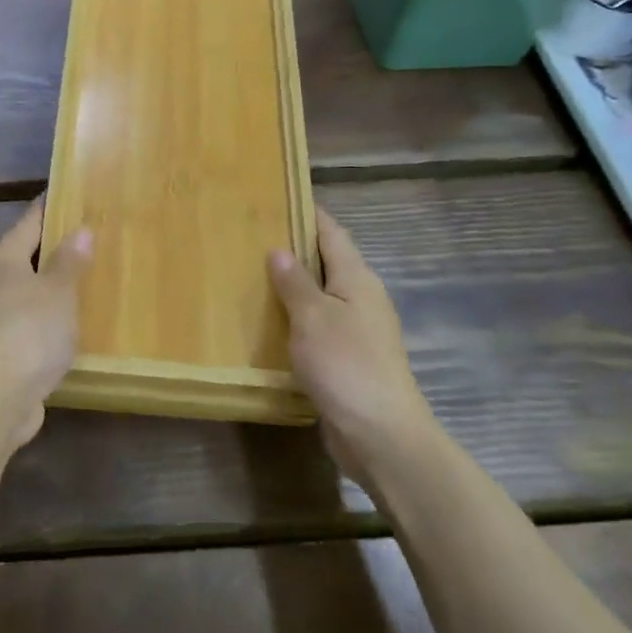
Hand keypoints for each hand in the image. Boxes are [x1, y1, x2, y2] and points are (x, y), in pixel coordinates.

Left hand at [0, 198, 92, 448]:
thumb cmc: (28, 331)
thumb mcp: (58, 292)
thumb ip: (70, 261)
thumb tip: (80, 230)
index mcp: (1, 258)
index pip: (30, 221)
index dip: (51, 208)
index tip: (72, 194)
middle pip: (27, 257)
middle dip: (57, 251)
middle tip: (94, 240)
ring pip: (28, 294)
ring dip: (53, 290)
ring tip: (90, 283)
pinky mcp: (0, 351)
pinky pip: (30, 325)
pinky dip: (49, 322)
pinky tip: (73, 327)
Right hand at [269, 206, 430, 482]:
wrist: (381, 435)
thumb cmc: (346, 364)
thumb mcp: (313, 316)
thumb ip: (295, 282)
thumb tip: (280, 249)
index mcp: (357, 279)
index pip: (331, 233)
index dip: (308, 214)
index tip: (278, 198)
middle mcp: (361, 299)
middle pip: (327, 263)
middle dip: (294, 249)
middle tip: (251, 237)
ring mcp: (358, 331)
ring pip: (321, 297)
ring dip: (292, 286)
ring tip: (251, 275)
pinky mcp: (348, 360)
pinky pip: (317, 327)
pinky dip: (295, 319)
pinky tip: (268, 324)